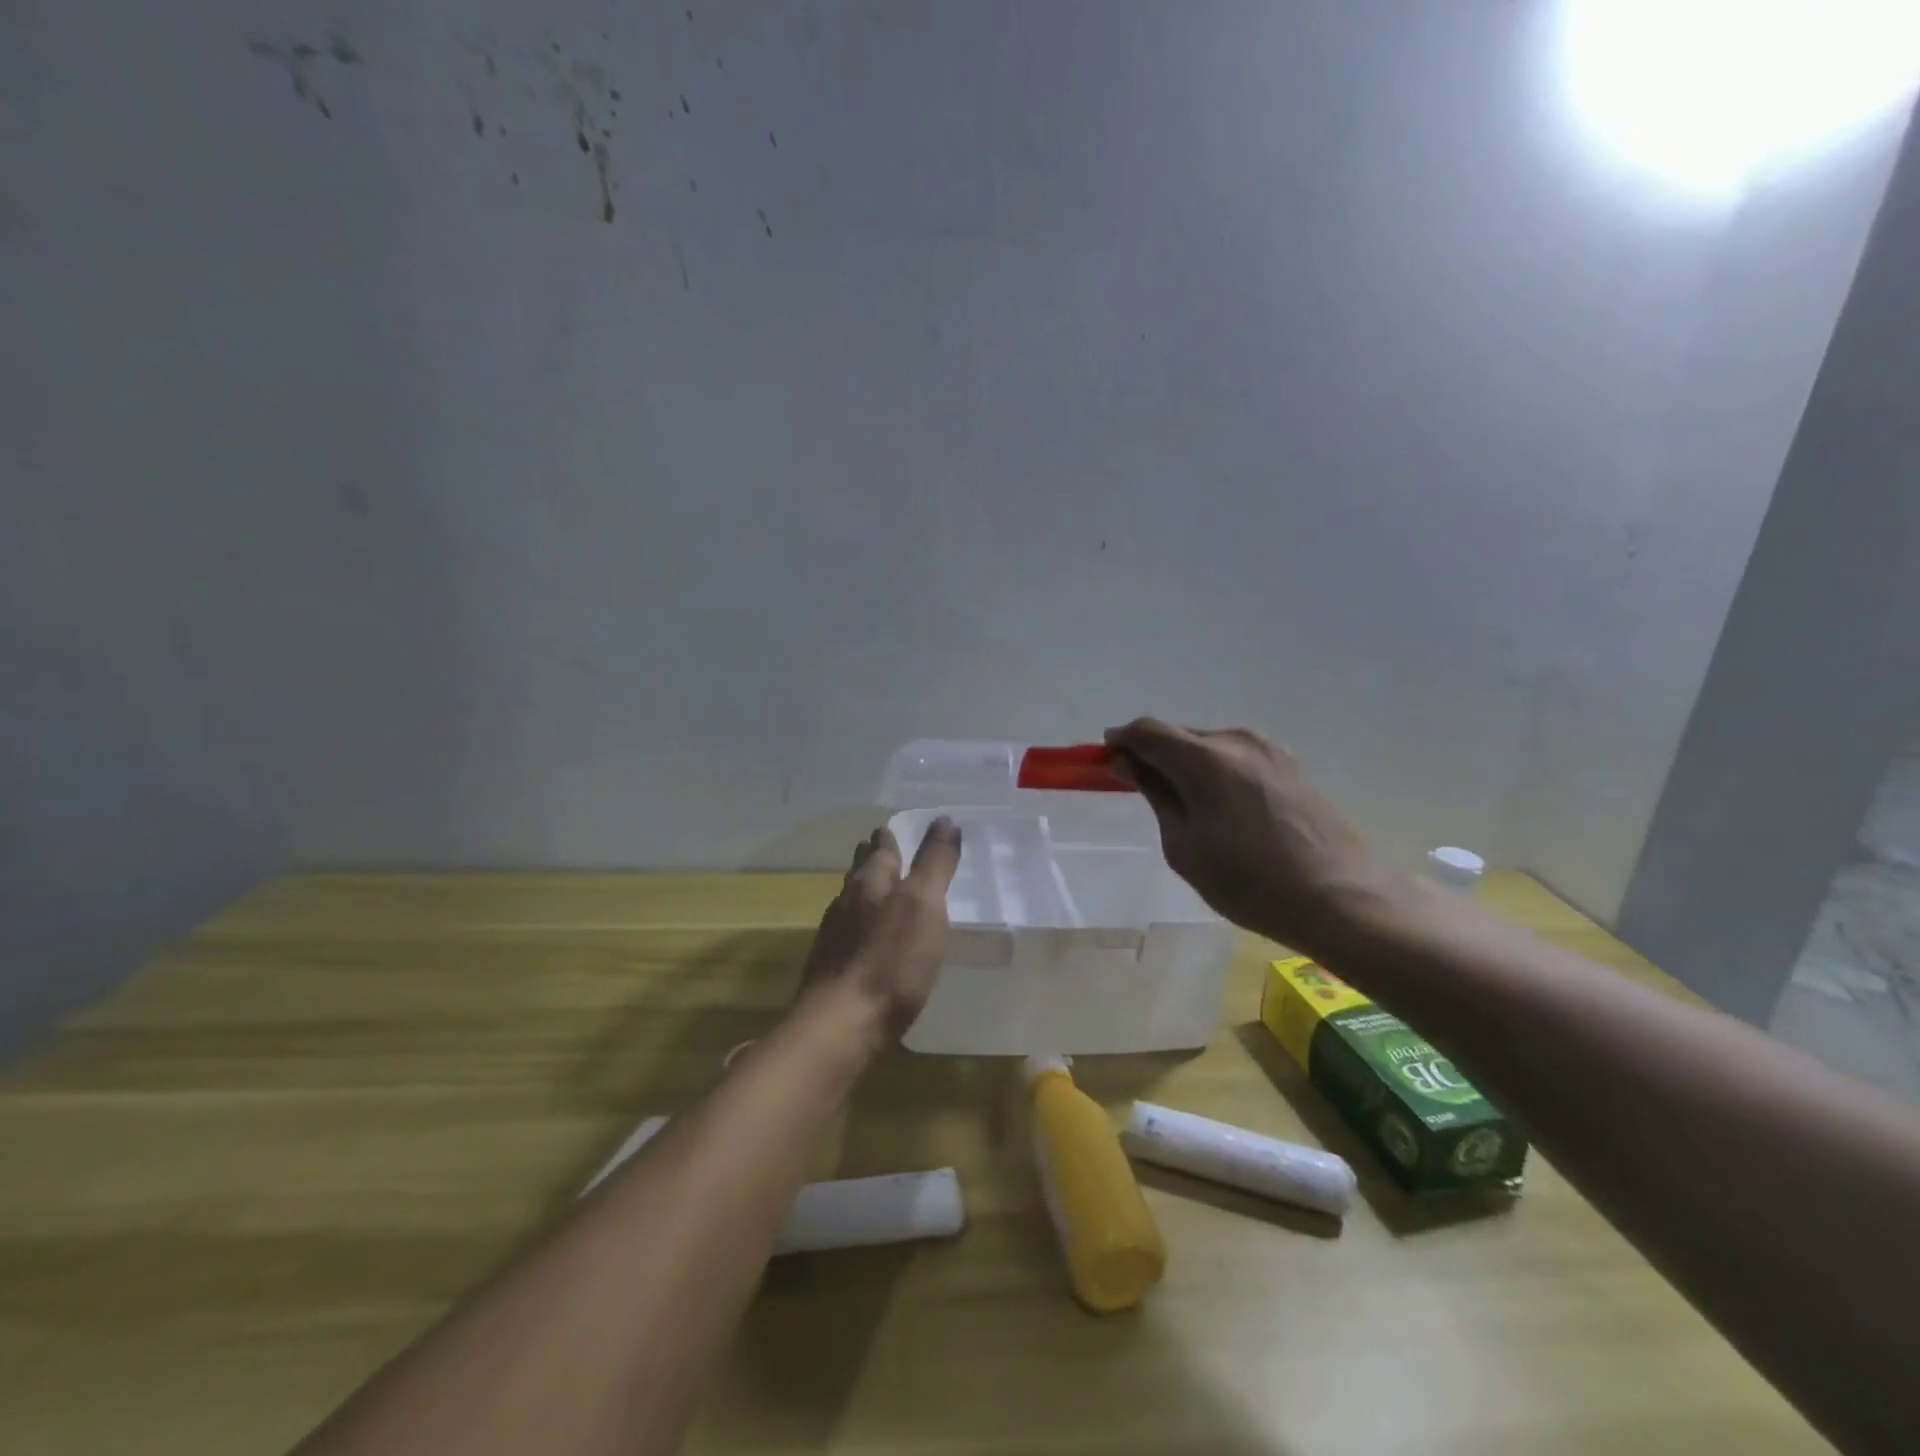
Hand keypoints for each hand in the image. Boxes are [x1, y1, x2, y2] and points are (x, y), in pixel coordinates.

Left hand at [797, 818, 962, 1043]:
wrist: (841, 1023)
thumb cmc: (892, 960)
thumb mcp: (925, 905)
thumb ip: (935, 863)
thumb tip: (945, 819)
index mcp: (872, 880)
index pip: (881, 848)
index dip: (889, 838)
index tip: (893, 829)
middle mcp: (848, 899)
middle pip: (860, 871)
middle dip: (872, 859)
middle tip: (885, 851)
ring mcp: (834, 933)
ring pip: (850, 899)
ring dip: (864, 891)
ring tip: (878, 891)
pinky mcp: (830, 965)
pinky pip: (846, 931)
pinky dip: (859, 924)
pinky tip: (865, 938)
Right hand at [1105, 719, 1377, 947]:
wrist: (1339, 898)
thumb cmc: (1249, 882)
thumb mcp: (1184, 846)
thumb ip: (1154, 794)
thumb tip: (1127, 762)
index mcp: (1205, 758)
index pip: (1147, 730)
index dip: (1121, 740)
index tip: (1106, 761)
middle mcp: (1236, 740)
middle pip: (1179, 734)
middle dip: (1153, 753)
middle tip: (1141, 788)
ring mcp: (1268, 748)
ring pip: (1208, 744)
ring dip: (1185, 762)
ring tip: (1183, 804)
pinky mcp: (1289, 763)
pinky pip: (1235, 756)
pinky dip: (1214, 769)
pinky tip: (1219, 805)